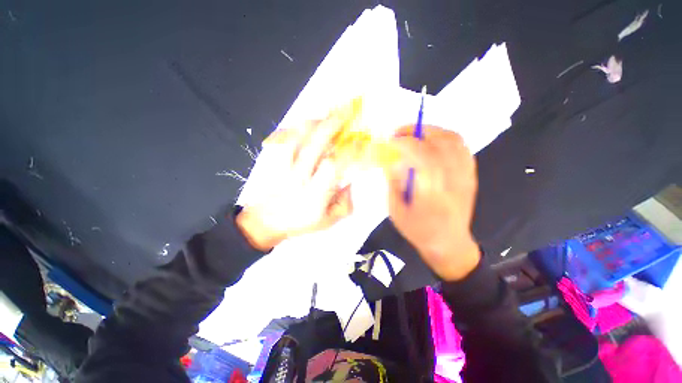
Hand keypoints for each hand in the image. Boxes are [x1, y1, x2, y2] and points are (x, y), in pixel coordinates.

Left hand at [236, 118, 352, 250]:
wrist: (268, 221)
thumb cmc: (301, 223)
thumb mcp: (329, 221)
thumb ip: (345, 204)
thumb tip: (350, 182)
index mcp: (314, 195)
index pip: (332, 167)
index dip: (348, 153)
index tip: (361, 143)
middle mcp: (298, 178)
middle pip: (313, 146)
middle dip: (330, 127)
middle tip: (345, 114)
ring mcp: (284, 168)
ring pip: (296, 138)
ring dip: (312, 124)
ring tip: (326, 116)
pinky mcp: (275, 162)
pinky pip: (283, 140)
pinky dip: (295, 128)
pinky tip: (306, 124)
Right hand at [382, 126, 479, 280]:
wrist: (449, 243)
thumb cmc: (419, 231)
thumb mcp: (396, 211)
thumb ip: (393, 184)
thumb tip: (392, 161)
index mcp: (431, 191)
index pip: (422, 154)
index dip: (405, 142)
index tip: (391, 141)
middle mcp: (452, 179)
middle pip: (440, 142)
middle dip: (417, 130)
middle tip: (400, 133)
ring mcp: (465, 176)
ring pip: (454, 140)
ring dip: (432, 131)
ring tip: (415, 134)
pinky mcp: (470, 175)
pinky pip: (462, 147)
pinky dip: (446, 138)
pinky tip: (433, 143)